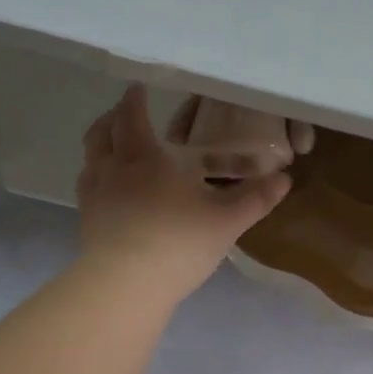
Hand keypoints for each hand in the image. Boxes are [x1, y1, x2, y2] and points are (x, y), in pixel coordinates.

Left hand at [76, 85, 291, 302]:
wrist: (125, 285)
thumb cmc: (178, 243)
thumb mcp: (226, 221)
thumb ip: (255, 198)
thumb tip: (285, 180)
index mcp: (146, 158)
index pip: (133, 118)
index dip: (134, 100)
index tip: (137, 88)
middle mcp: (114, 169)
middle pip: (103, 133)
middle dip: (113, 118)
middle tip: (123, 113)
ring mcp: (96, 196)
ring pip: (91, 158)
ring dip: (100, 144)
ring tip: (112, 145)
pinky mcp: (88, 222)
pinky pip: (88, 187)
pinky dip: (96, 176)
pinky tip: (108, 188)